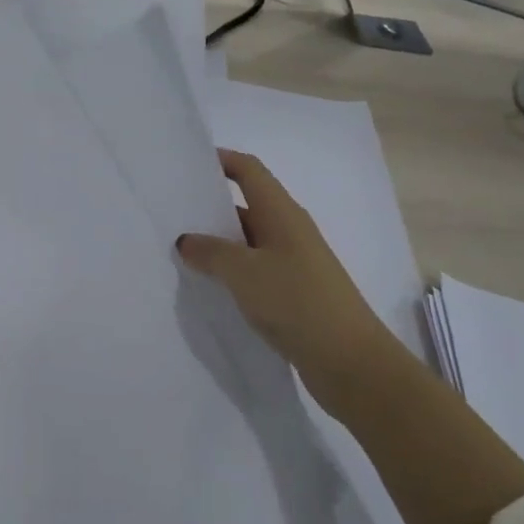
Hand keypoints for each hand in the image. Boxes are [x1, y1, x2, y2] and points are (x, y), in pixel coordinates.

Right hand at [176, 149, 394, 401]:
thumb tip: (186, 240)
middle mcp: (289, 231)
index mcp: (281, 213)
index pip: (249, 171)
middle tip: (172, 213)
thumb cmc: (297, 302)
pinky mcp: (295, 293)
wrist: (351, 362)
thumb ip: (210, 252)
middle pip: (247, 205)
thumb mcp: (243, 272)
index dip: (221, 160)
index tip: (188, 162)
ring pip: (249, 241)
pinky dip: (232, 272)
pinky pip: (256, 270)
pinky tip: (209, 286)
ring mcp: (294, 263)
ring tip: (180, 251)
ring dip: (218, 244)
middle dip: (211, 206)